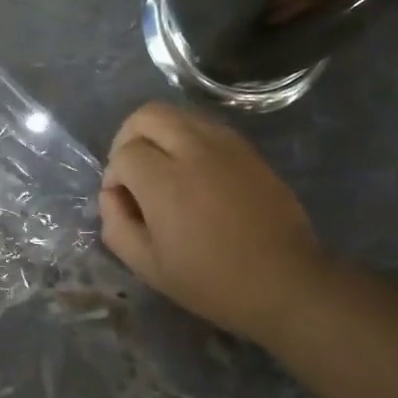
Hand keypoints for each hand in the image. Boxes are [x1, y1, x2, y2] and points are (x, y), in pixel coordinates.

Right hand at [100, 101, 326, 342]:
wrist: (284, 283)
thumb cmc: (210, 281)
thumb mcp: (147, 266)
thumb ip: (116, 225)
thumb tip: (112, 195)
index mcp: (166, 183)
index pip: (124, 153)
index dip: (114, 176)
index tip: (123, 202)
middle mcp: (195, 151)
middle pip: (147, 115)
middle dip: (129, 138)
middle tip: (133, 172)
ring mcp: (227, 146)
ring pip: (178, 114)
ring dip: (159, 135)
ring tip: (163, 171)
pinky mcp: (249, 150)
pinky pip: (206, 126)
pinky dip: (188, 140)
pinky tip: (193, 175)